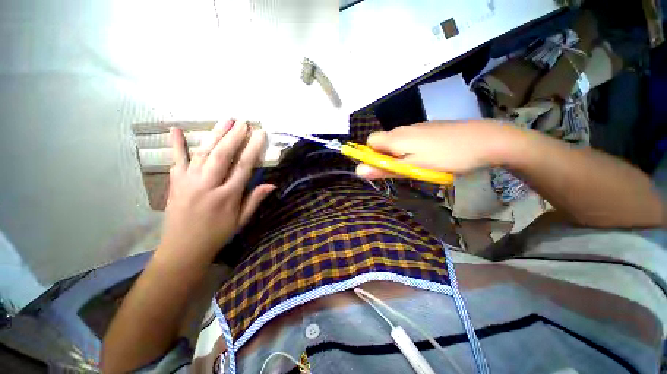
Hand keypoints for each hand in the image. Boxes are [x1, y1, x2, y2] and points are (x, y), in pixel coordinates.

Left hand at [159, 120, 275, 262]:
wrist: (183, 249)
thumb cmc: (217, 235)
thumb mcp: (241, 220)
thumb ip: (255, 200)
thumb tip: (271, 184)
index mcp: (228, 196)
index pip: (244, 166)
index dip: (253, 148)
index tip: (260, 134)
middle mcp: (208, 185)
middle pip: (223, 155)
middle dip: (235, 136)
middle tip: (243, 122)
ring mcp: (189, 181)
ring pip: (204, 152)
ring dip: (216, 134)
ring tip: (226, 120)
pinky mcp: (175, 182)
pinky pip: (176, 159)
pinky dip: (176, 143)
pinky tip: (175, 128)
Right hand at [356, 120, 518, 178]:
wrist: (485, 140)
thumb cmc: (445, 157)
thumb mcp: (412, 168)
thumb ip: (384, 169)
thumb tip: (358, 170)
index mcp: (395, 137)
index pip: (369, 142)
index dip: (370, 155)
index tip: (383, 167)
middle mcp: (402, 129)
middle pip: (383, 142)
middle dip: (386, 157)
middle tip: (403, 169)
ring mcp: (417, 127)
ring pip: (397, 141)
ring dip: (399, 154)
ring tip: (418, 165)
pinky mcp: (429, 128)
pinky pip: (411, 139)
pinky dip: (412, 149)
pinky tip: (429, 156)